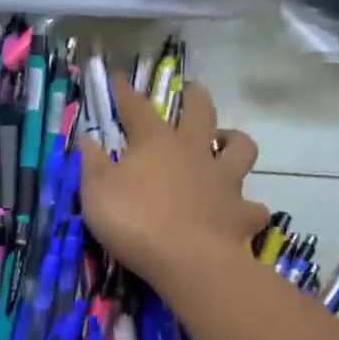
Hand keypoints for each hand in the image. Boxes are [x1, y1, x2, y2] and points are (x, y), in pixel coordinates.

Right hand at [78, 80, 267, 293]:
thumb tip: (85, 136)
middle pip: (201, 112)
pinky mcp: (241, 214)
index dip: (126, 93)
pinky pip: (253, 207)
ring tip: (226, 143)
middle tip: (190, 90)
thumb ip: (90, 162)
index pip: (138, 107)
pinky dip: (248, 208)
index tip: (118, 79)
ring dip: (234, 141)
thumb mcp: (96, 191)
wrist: (187, 260)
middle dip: (194, 96)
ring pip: (241, 148)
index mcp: (156, 143)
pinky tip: (240, 212)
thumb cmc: (134, 222)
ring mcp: (224, 181)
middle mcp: (195, 152)